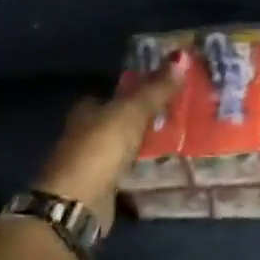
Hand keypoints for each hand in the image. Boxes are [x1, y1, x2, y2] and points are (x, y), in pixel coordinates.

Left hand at [35, 53, 186, 232]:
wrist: (78, 202)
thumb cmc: (100, 148)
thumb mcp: (132, 112)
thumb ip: (155, 89)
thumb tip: (181, 58)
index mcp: (86, 110)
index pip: (110, 93)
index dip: (133, 89)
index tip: (161, 87)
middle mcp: (85, 133)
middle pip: (116, 119)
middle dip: (140, 116)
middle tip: (174, 112)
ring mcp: (91, 162)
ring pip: (121, 145)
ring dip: (141, 142)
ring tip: (175, 136)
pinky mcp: (101, 186)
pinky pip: (125, 169)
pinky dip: (139, 166)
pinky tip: (159, 164)